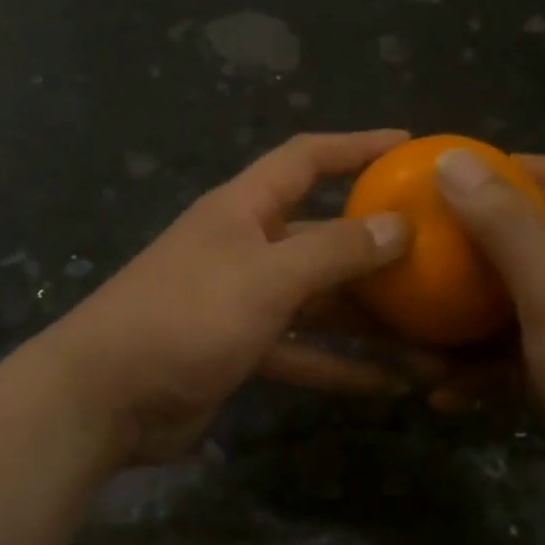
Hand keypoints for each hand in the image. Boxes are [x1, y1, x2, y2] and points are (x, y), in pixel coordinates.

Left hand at [42, 131, 413, 462]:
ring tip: (431, 334)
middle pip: (322, 237)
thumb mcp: (265, 277)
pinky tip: (389, 385)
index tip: (408, 145)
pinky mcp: (242, 351)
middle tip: (440, 257)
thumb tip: (398, 226)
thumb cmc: (186, 316)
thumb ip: (333, 252)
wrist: (104, 399)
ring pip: (320, 302)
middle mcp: (246, 248)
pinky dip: (340, 366)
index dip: (355, 146)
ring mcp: (244, 302)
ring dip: (369, 319)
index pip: (306, 159)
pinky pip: (304, 352)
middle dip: (376, 248)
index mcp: (244, 210)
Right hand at [433, 149, 544, 493]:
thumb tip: (452, 158)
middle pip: (520, 243)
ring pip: (502, 308)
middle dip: (465, 244)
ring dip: (457, 318)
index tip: (448, 179)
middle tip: (412, 255)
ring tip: (406, 333)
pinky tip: (437, 394)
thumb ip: (504, 226)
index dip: (509, 166)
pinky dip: (471, 373)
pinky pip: (503, 365)